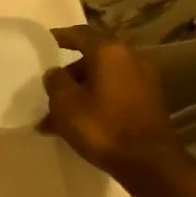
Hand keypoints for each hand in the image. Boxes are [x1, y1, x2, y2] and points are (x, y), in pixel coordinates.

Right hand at [40, 26, 183, 179]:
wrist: (149, 162)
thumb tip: (55, 73)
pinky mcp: (150, 101)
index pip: (80, 34)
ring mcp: (145, 79)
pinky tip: (82, 123)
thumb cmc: (103, 127)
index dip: (60, 37)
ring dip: (82, 92)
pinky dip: (98, 101)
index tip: (45, 41)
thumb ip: (56, 82)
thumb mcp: (66, 104)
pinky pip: (116, 93)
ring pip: (104, 79)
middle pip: (93, 58)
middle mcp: (131, 58)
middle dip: (70, 74)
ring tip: (59, 117)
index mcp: (110, 51)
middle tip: (50, 91)